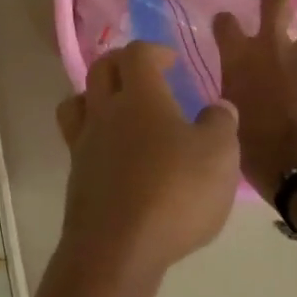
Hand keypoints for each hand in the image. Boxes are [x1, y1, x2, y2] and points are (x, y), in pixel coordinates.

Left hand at [54, 41, 239, 278]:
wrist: (118, 246)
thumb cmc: (174, 192)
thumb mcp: (219, 156)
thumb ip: (220, 124)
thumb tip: (217, 107)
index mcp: (139, 97)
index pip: (136, 54)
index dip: (153, 50)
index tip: (171, 60)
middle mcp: (104, 110)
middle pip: (100, 69)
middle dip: (121, 63)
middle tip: (144, 74)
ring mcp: (84, 141)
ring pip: (79, 100)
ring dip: (96, 95)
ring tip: (119, 109)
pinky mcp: (75, 173)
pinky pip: (77, 137)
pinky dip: (93, 133)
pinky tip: (114, 153)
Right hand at [214, 0, 296, 201]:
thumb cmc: (253, 144)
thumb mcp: (227, 113)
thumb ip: (233, 88)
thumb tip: (239, 83)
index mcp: (240, 55)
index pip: (227, 23)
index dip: (225, 23)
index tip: (225, 21)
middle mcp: (273, 46)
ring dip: (296, 63)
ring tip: (296, 95)